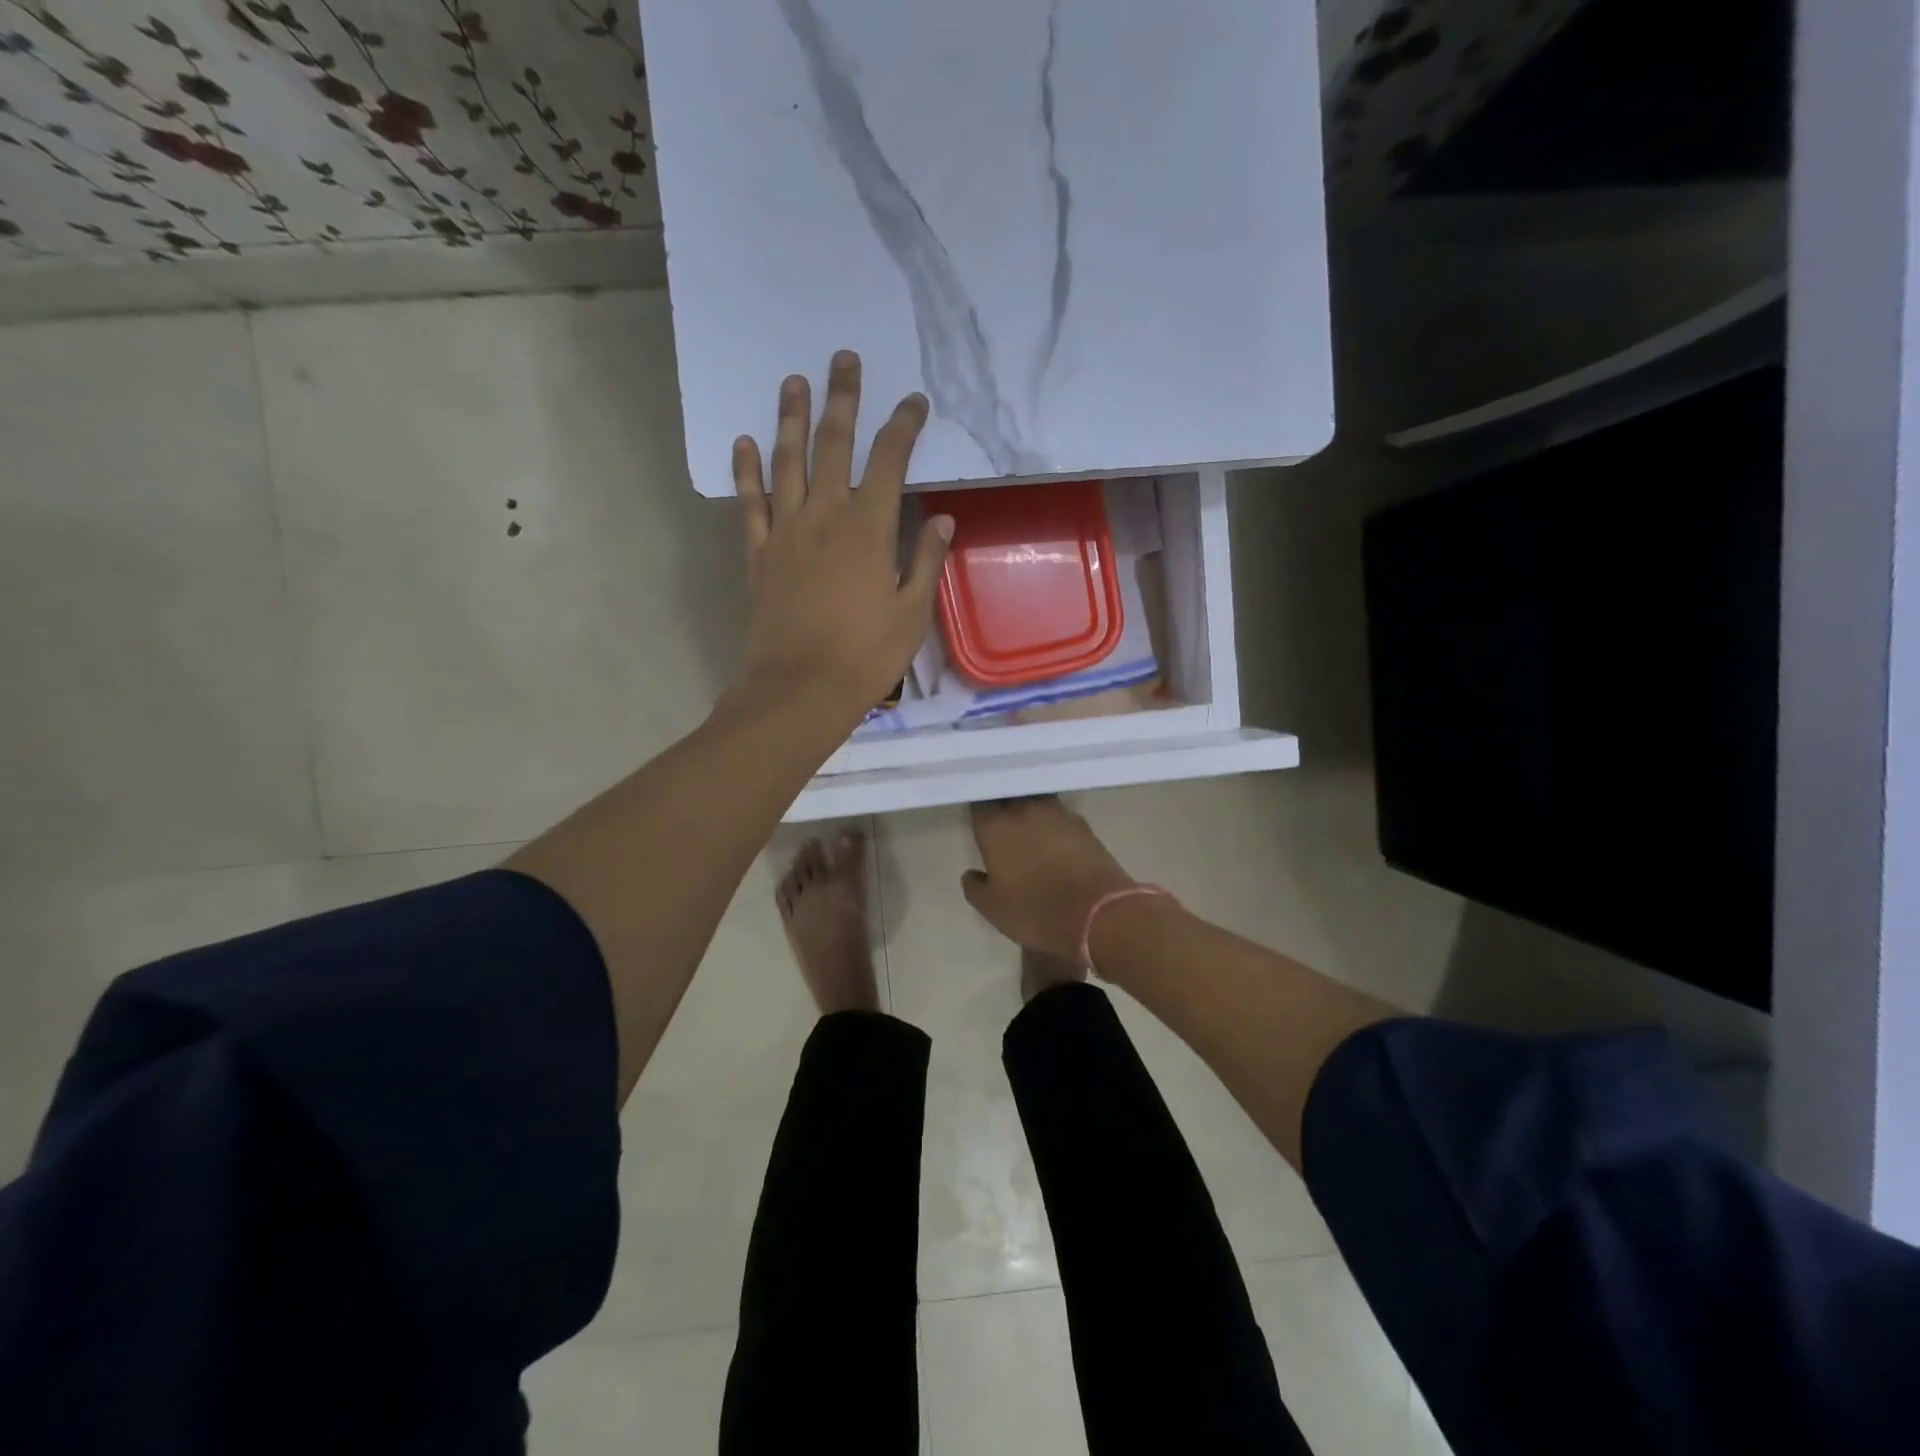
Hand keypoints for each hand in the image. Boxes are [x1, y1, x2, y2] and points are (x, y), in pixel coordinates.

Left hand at [733, 351, 953, 726]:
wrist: (800, 689)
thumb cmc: (866, 656)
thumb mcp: (912, 612)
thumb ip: (926, 560)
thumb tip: (944, 519)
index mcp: (869, 529)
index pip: (890, 462)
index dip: (903, 426)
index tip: (914, 402)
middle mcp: (824, 517)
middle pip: (833, 446)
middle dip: (842, 400)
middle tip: (843, 359)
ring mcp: (786, 533)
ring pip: (787, 463)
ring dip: (791, 419)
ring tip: (793, 381)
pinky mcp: (759, 555)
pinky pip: (750, 504)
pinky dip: (746, 472)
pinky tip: (744, 443)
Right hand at [962, 798, 1142, 961]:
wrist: (1098, 912)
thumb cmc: (1036, 910)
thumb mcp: (994, 909)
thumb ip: (976, 888)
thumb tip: (971, 875)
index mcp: (995, 826)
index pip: (980, 803)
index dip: (979, 809)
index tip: (979, 819)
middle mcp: (1024, 810)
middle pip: (1009, 794)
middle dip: (1004, 803)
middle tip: (1001, 820)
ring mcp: (1057, 813)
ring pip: (1036, 800)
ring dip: (1030, 809)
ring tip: (1028, 826)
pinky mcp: (1082, 823)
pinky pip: (1059, 814)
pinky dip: (1053, 822)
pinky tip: (1054, 837)